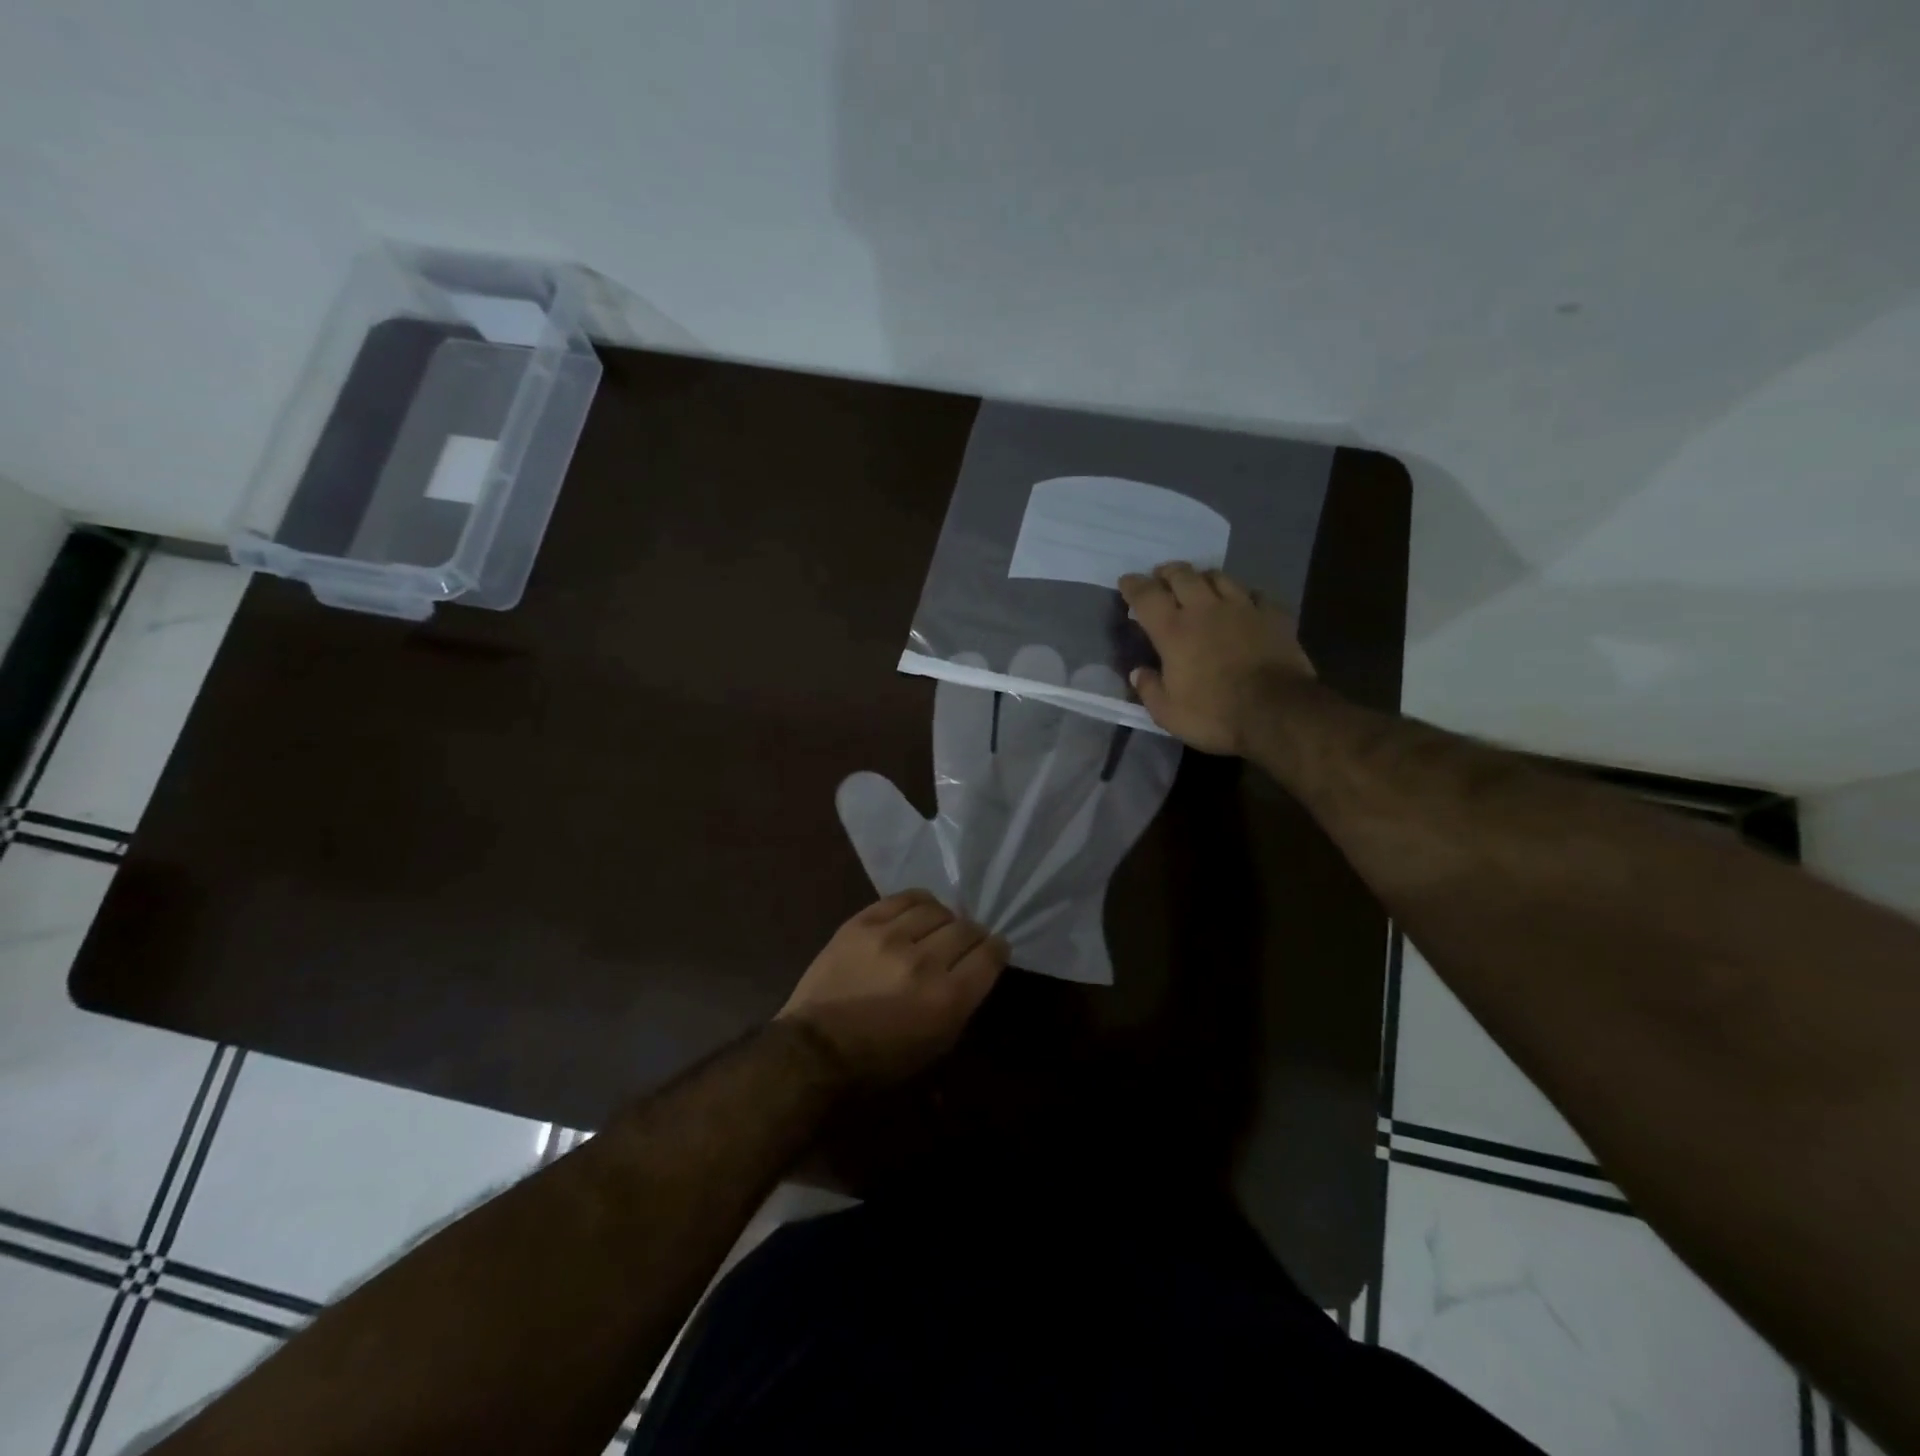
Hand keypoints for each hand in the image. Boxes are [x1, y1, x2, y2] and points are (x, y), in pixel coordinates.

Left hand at [778, 890, 1008, 1085]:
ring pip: (937, 909)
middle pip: (966, 929)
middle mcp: (924, 961)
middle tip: (966, 942)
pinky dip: (919, 903)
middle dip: (973, 935)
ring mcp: (891, 937)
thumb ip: (962, 1003)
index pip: (989, 955)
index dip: (997, 949)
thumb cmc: (879, 1061)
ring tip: (938, 928)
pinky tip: (919, 911)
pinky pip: (904, 898)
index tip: (994, 949)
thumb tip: (975, 969)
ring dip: (944, 919)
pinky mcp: (863, 922)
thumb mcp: (935, 1046)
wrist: (815, 1049)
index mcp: (947, 998)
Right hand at [1118, 561, 1315, 755]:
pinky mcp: (1273, 615)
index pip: (1146, 596)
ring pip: (1219, 577)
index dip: (1133, 586)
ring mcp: (1242, 608)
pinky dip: (1242, 594)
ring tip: (1198, 583)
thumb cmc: (1215, 714)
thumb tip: (1138, 672)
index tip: (1126, 581)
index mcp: (1173, 631)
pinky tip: (1241, 602)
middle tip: (1160, 576)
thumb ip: (1149, 689)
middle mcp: (1205, 609)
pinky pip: (1254, 593)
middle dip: (1167, 572)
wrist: (1278, 712)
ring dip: (1203, 577)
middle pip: (1182, 575)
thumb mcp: (1168, 713)